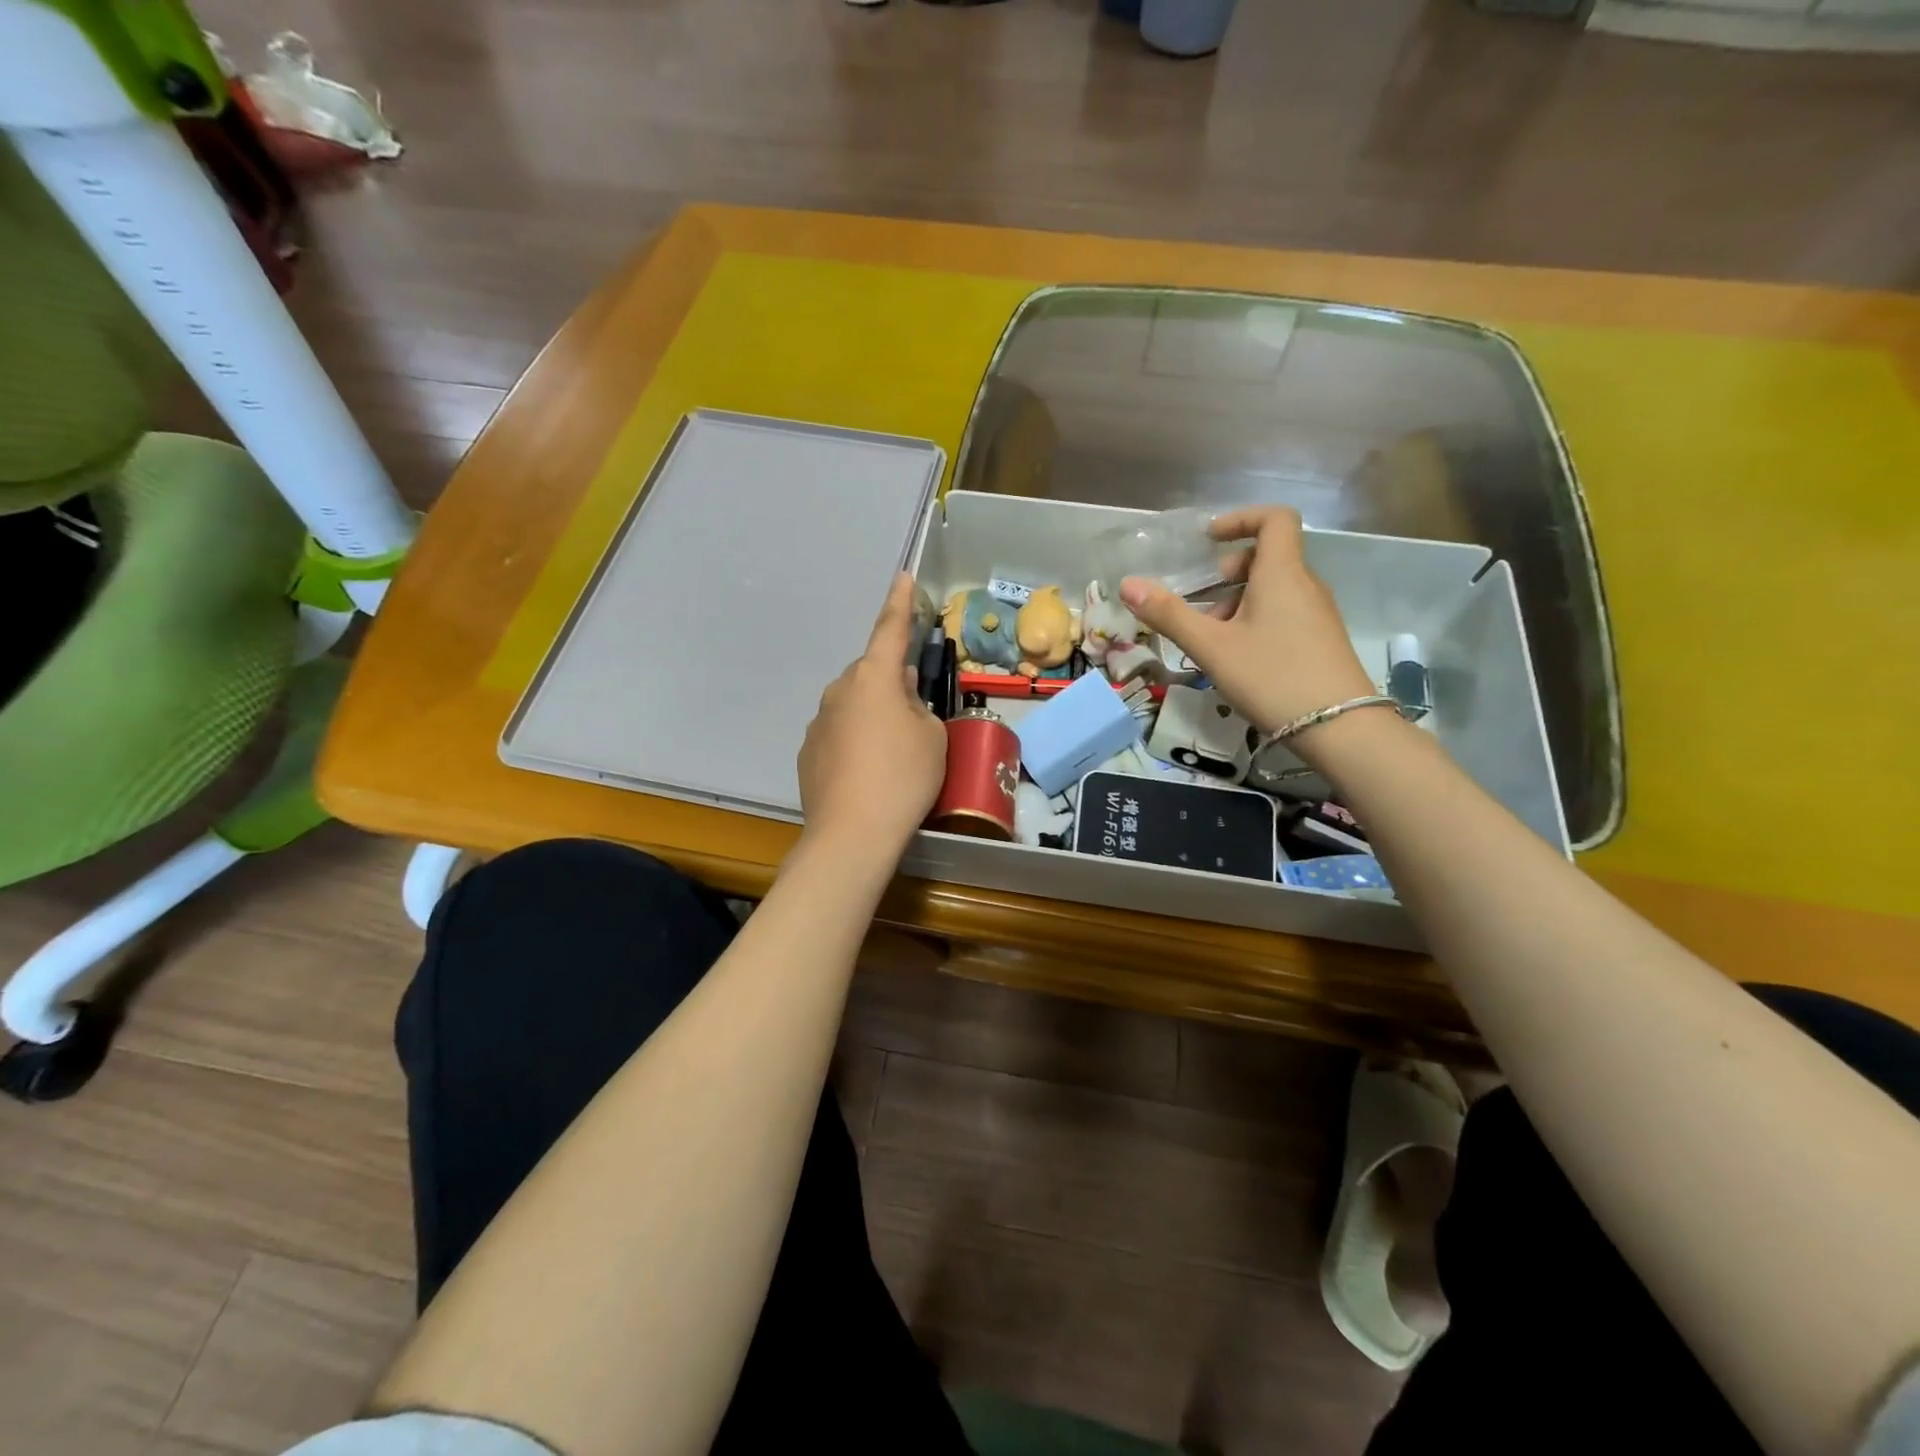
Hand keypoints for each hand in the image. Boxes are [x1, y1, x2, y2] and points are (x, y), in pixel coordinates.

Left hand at [798, 572, 947, 853]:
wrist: (852, 834)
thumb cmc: (904, 777)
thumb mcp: (931, 737)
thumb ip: (918, 705)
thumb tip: (901, 693)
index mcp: (874, 678)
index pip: (889, 630)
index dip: (899, 604)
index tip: (901, 577)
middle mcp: (840, 690)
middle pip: (872, 677)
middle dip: (892, 687)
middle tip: (915, 721)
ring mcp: (819, 721)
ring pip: (855, 706)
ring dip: (873, 717)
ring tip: (892, 758)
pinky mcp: (808, 751)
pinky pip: (839, 733)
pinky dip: (855, 743)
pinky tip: (867, 775)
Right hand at [1120, 506, 1379, 751]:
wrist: (1340, 728)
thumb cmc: (1272, 677)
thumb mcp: (1211, 647)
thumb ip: (1169, 614)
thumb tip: (1128, 584)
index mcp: (1282, 573)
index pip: (1274, 518)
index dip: (1240, 518)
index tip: (1208, 540)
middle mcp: (1305, 585)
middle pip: (1267, 558)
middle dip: (1228, 574)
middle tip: (1202, 606)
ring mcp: (1317, 614)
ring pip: (1273, 590)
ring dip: (1237, 603)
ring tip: (1212, 643)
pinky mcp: (1321, 640)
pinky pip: (1283, 613)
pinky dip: (1255, 622)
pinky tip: (1237, 660)